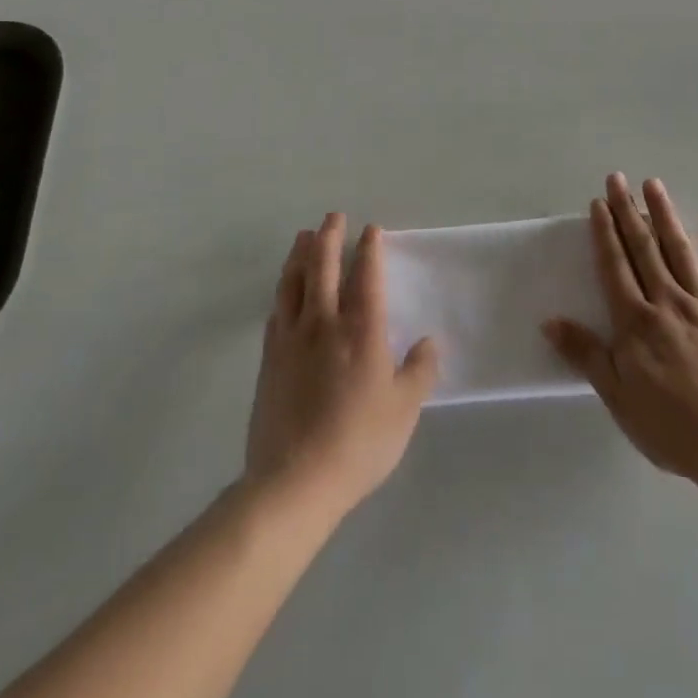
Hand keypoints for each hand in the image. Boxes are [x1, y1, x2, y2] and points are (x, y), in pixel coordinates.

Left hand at [245, 215, 438, 522]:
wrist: (294, 481)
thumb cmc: (358, 442)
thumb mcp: (404, 410)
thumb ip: (419, 371)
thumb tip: (428, 342)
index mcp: (361, 329)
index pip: (366, 275)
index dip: (369, 249)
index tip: (371, 230)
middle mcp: (324, 323)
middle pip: (323, 267)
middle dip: (329, 237)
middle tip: (333, 217)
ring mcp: (291, 339)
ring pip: (293, 282)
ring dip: (300, 254)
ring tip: (304, 236)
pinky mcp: (269, 359)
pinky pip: (276, 311)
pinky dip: (283, 290)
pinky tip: (285, 289)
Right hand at [544, 174, 697, 480]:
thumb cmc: (672, 427)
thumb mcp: (618, 397)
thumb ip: (585, 354)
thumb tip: (549, 320)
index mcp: (636, 322)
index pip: (615, 266)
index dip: (605, 232)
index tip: (598, 203)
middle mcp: (667, 302)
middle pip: (643, 248)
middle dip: (628, 212)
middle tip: (618, 179)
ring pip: (679, 250)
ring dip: (664, 215)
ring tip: (653, 184)